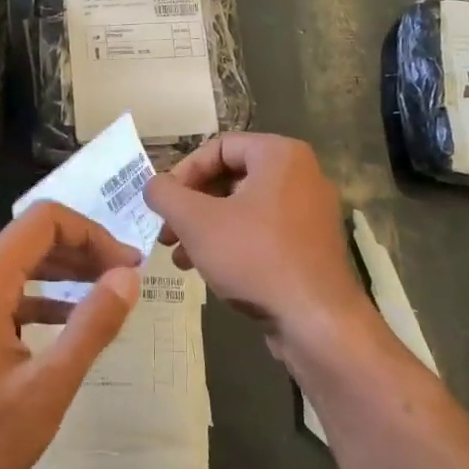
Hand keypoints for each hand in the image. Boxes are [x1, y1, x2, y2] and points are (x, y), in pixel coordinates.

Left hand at [0, 202, 141, 468]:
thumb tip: (127, 277)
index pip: (44, 221)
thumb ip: (92, 325)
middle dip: (81, 253)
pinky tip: (62, 325)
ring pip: (12, 266)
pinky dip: (33, 299)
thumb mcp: (47, 386)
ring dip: (59, 276)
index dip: (93, 234)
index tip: (126, 267)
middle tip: (124, 281)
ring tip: (103, 297)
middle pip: (28, 239)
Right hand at [144, 134, 370, 359]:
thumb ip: (166, 195)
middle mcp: (301, 175)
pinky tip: (206, 270)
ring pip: (243, 209)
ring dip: (205, 229)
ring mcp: (309, 212)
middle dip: (191, 206)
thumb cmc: (255, 257)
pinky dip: (231, 243)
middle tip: (165, 232)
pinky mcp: (310, 246)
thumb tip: (153, 185)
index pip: (218, 148)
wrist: (316, 321)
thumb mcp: (197, 222)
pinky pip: (263, 232)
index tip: (162, 203)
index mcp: (280, 155)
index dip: (183, 173)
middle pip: (230, 179)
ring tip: (178, 257)